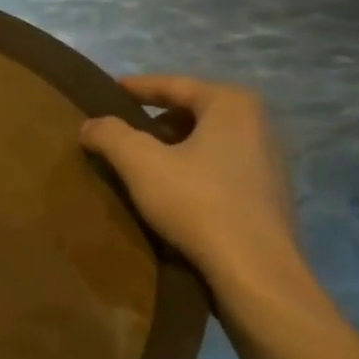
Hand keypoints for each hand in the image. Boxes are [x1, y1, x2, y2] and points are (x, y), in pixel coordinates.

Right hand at [80, 75, 301, 291]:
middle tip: (120, 131)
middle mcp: (258, 124)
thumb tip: (90, 124)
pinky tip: (171, 192)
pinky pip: (220, 168)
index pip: (173, 85)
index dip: (135, 88)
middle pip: (192, 111)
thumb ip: (110, 135)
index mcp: (231, 104)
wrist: (256, 272)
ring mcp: (268, 161)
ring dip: (173, 148)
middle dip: (154, 120)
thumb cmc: (198, 203)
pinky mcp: (268, 195)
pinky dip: (192, 170)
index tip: (107, 91)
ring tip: (140, 163)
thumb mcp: (140, 163)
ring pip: (207, 141)